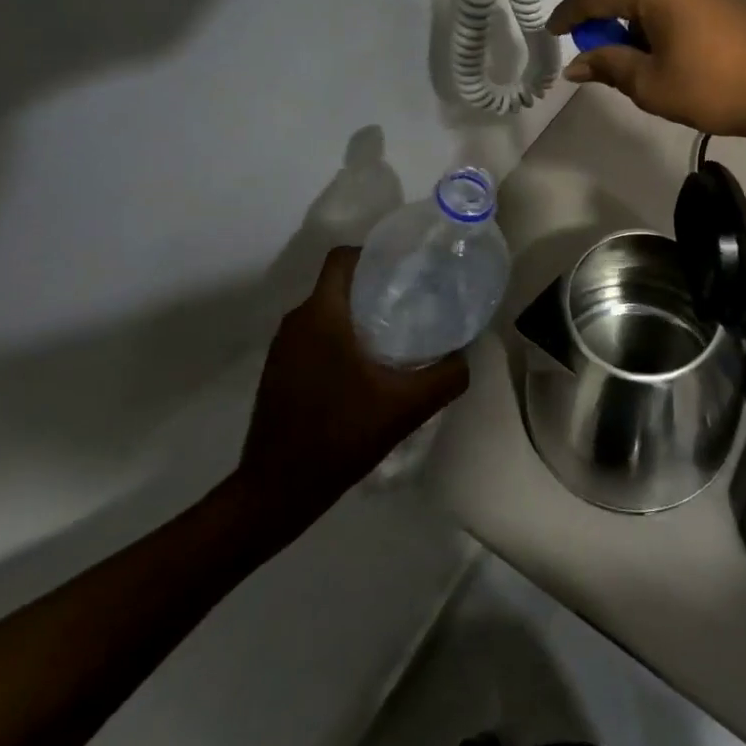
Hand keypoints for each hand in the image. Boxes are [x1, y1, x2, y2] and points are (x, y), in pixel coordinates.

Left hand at [232, 247, 467, 523]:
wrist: (276, 493)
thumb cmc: (340, 435)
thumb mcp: (405, 407)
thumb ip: (445, 377)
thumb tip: (468, 355)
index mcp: (321, 315)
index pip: (342, 257)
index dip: (374, 253)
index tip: (406, 266)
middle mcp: (296, 321)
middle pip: (337, 284)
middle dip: (373, 286)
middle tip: (412, 300)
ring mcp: (282, 348)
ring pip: (325, 312)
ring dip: (356, 315)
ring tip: (394, 333)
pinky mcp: (277, 372)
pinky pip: (312, 336)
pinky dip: (338, 339)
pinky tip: (364, 369)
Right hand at [546, 0, 745, 156]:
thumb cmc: (718, 87)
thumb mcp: (654, 85)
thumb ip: (610, 67)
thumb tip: (576, 65)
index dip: (569, 15)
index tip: (551, 32)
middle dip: (596, 1)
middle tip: (588, 35)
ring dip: (627, 0)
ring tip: (625, 39)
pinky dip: (654, 0)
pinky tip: (661, 33)